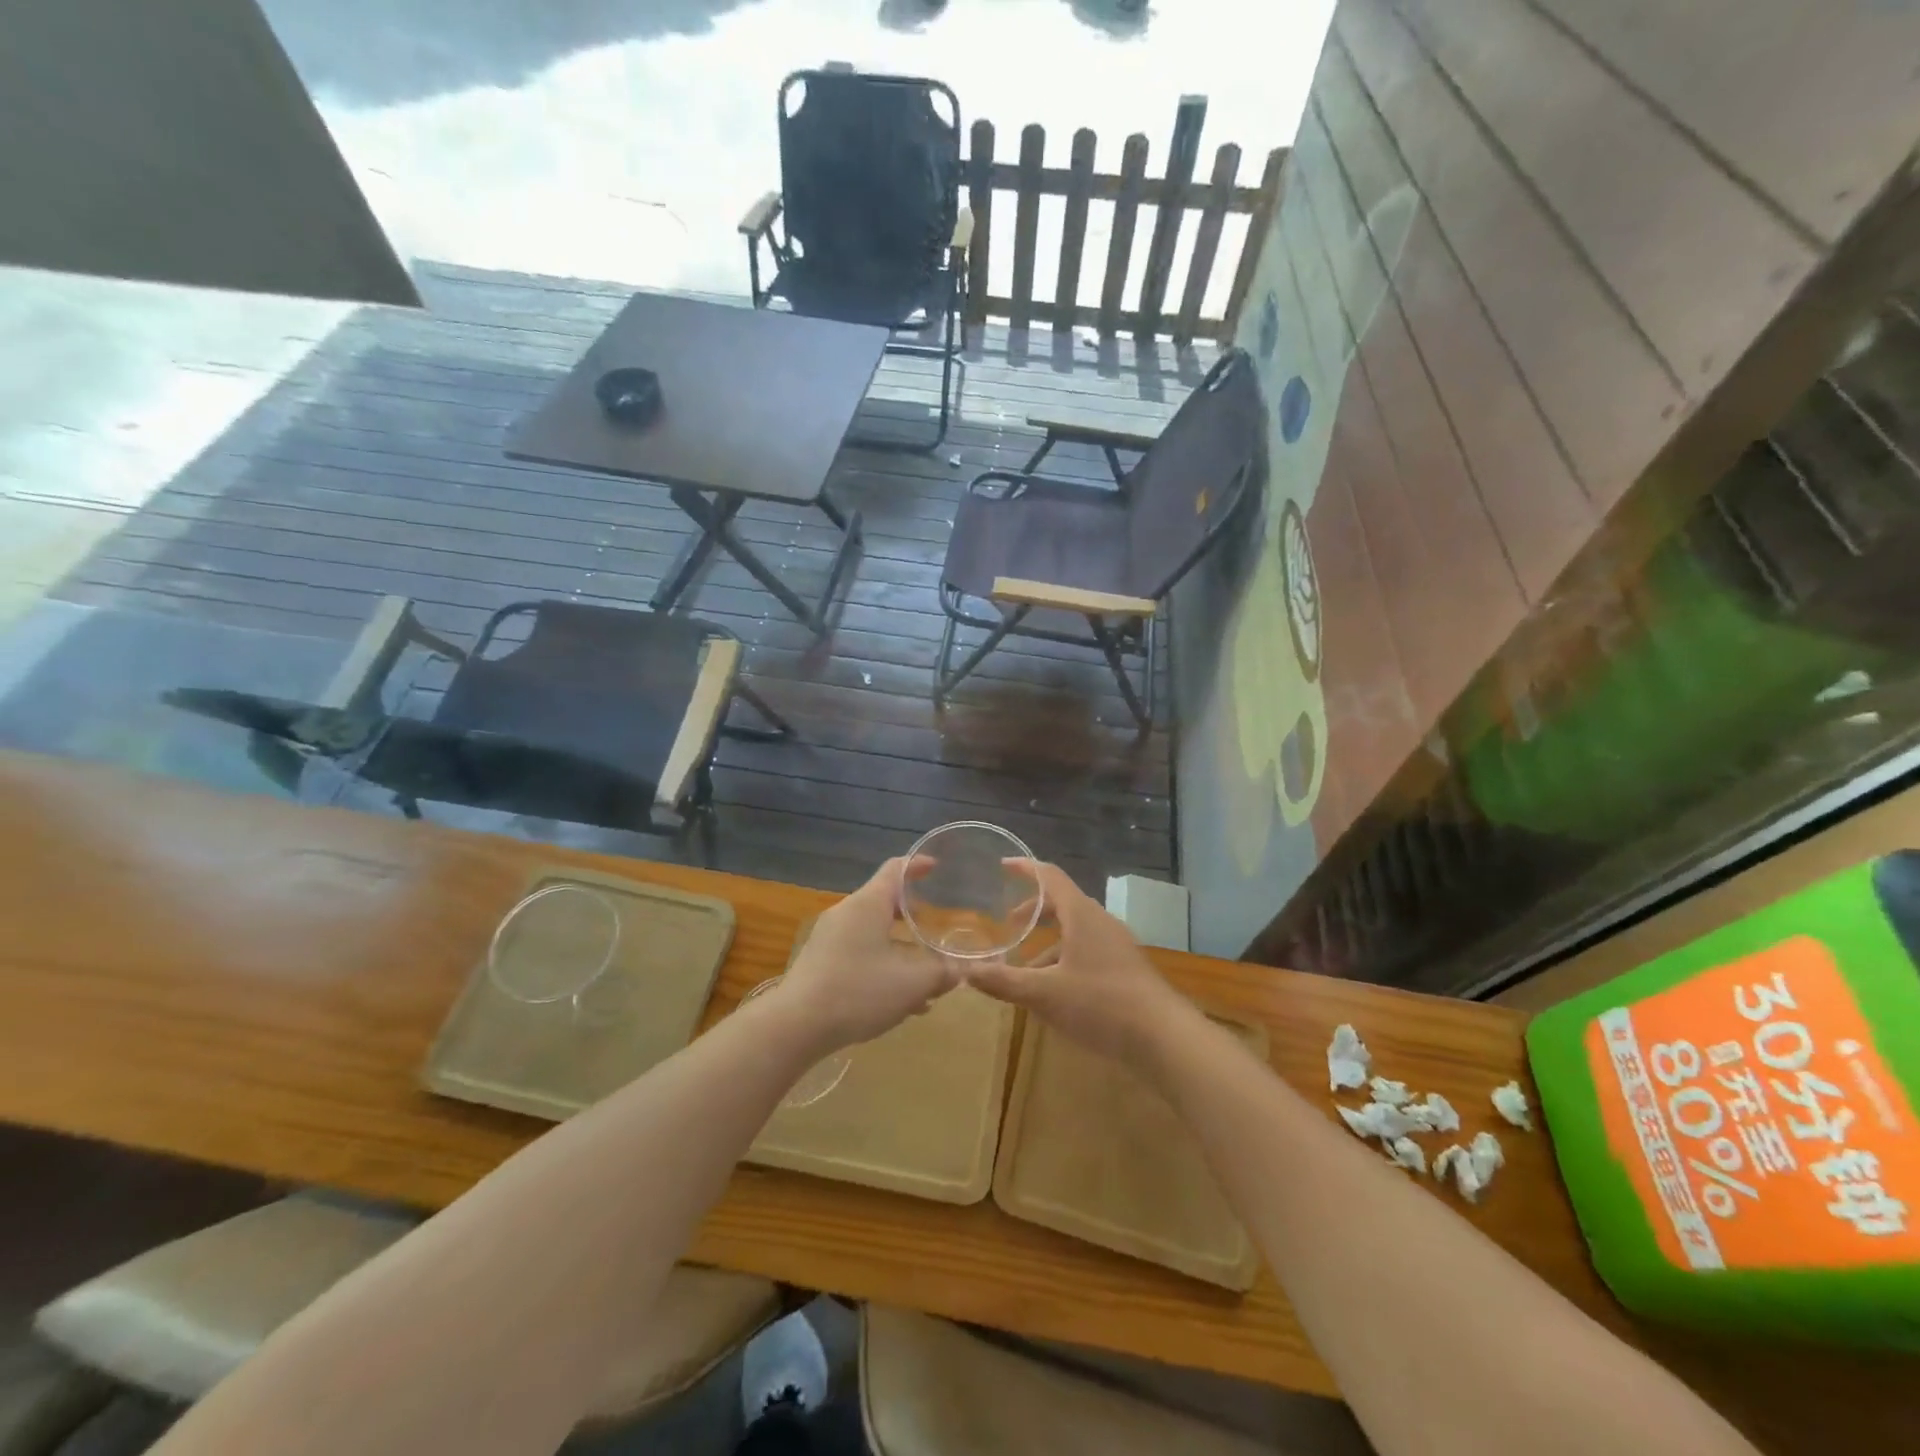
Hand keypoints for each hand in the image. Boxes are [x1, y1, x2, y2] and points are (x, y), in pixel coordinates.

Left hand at [770, 857, 960, 1052]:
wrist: (795, 1026)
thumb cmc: (858, 991)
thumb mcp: (912, 983)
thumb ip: (942, 973)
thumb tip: (961, 970)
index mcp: (868, 904)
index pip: (896, 869)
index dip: (918, 864)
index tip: (936, 866)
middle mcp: (847, 913)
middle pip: (884, 901)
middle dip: (912, 912)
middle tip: (936, 922)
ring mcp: (829, 939)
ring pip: (873, 933)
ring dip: (899, 946)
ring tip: (925, 972)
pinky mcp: (820, 964)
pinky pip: (859, 954)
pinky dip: (882, 965)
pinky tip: (899, 1001)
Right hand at [964, 861, 1196, 1069]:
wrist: (1164, 1037)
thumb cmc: (1101, 1004)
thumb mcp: (1044, 994)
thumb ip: (1003, 981)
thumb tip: (965, 972)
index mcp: (1082, 915)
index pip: (1050, 877)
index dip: (1026, 869)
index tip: (1004, 866)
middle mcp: (1101, 922)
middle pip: (1063, 903)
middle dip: (1034, 911)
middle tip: (1009, 924)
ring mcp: (1118, 945)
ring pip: (1076, 931)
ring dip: (1049, 942)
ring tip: (1026, 969)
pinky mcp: (1127, 969)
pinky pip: (1089, 951)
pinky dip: (1066, 959)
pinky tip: (1056, 991)